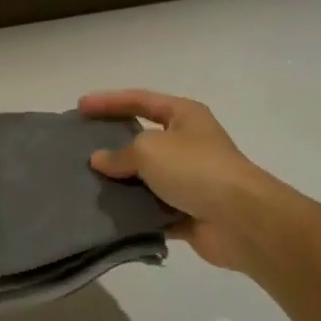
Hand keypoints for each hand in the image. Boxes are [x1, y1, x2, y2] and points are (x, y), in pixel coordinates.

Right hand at [78, 89, 290, 270]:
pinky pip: (152, 209)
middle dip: (112, 144)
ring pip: (145, 177)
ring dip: (121, 183)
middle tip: (79, 148)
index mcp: (184, 115)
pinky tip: (107, 216)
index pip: (140, 100)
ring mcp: (189, 179)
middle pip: (142, 138)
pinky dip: (133, 212)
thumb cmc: (196, 169)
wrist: (241, 219)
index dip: (109, 101)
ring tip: (85, 185)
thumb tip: (100, 160)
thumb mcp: (150, 149)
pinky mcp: (187, 212)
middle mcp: (187, 143)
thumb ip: (121, 153)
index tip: (80, 107)